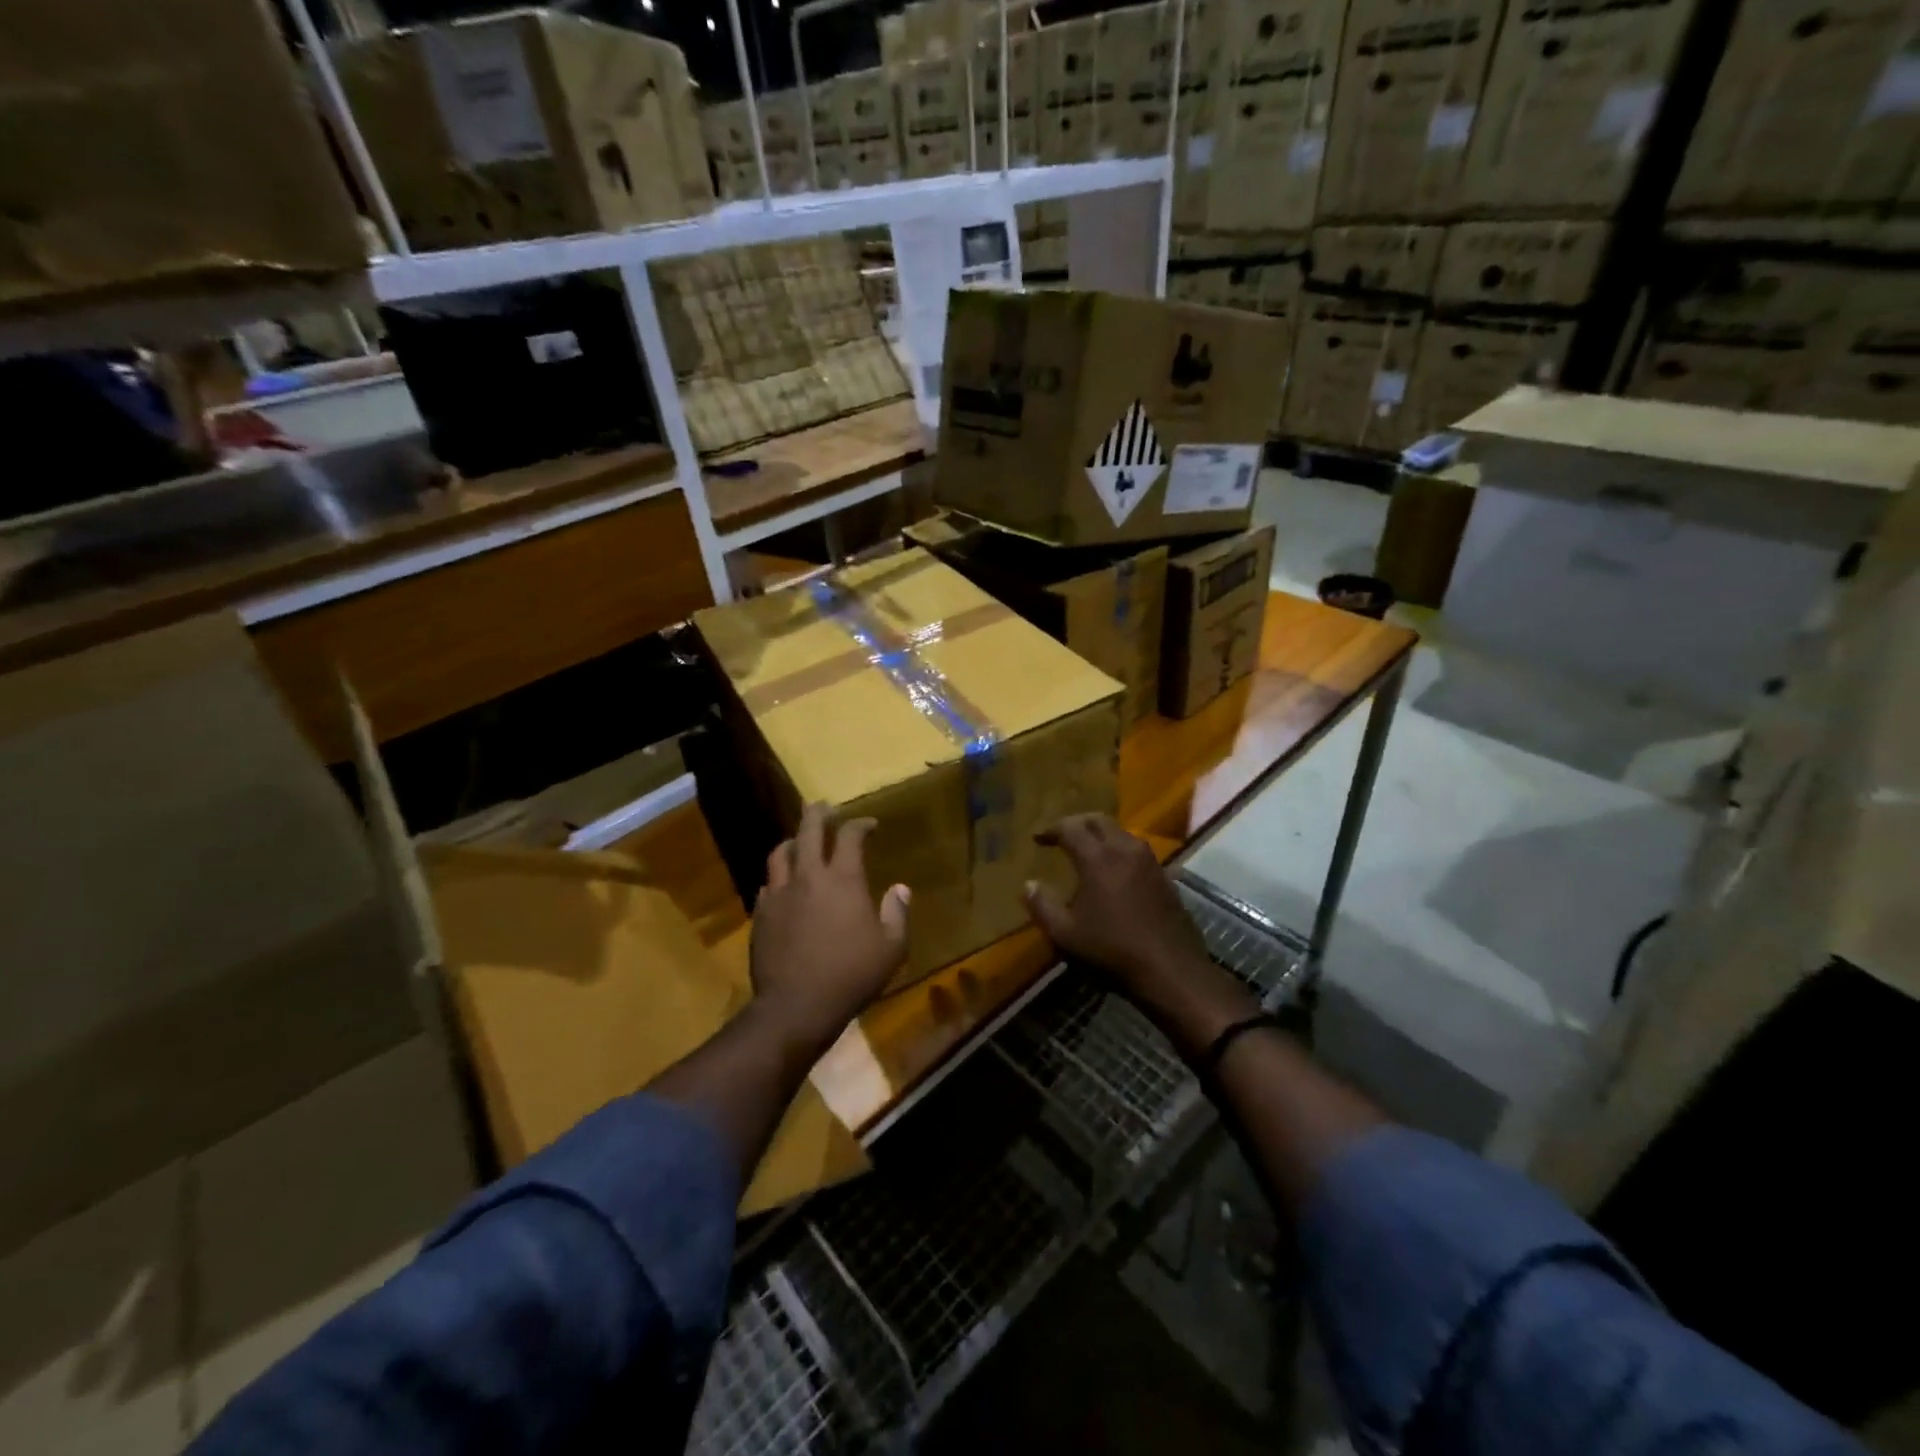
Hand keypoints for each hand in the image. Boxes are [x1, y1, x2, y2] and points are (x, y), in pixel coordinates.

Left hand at [750, 802, 910, 1052]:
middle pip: (808, 830)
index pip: (850, 836)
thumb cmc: (851, 975)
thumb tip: (900, 889)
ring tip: (799, 841)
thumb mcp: (891, 948)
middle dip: (818, 813)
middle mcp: (808, 876)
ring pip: (780, 852)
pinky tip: (784, 885)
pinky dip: (779, 877)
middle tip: (824, 807)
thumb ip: (897, 913)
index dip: (861, 824)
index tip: (869, 824)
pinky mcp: (761, 914)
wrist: (796, 1006)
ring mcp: (779, 894)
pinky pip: (768, 884)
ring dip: (793, 841)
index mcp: (843, 879)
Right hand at [1023, 814, 1252, 1047]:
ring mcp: (1149, 862)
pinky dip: (1120, 850)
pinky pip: (1138, 850)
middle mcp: (1125, 850)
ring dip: (1101, 834)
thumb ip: (1042, 905)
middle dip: (1077, 823)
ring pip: (1122, 832)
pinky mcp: (1165, 877)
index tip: (1037, 838)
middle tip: (1062, 835)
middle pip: (1099, 820)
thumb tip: (1028, 884)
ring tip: (1088, 849)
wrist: (1170, 969)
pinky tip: (1116, 870)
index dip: (1051, 829)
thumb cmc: (1111, 950)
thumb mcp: (1065, 934)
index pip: (1070, 828)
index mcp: (1097, 858)